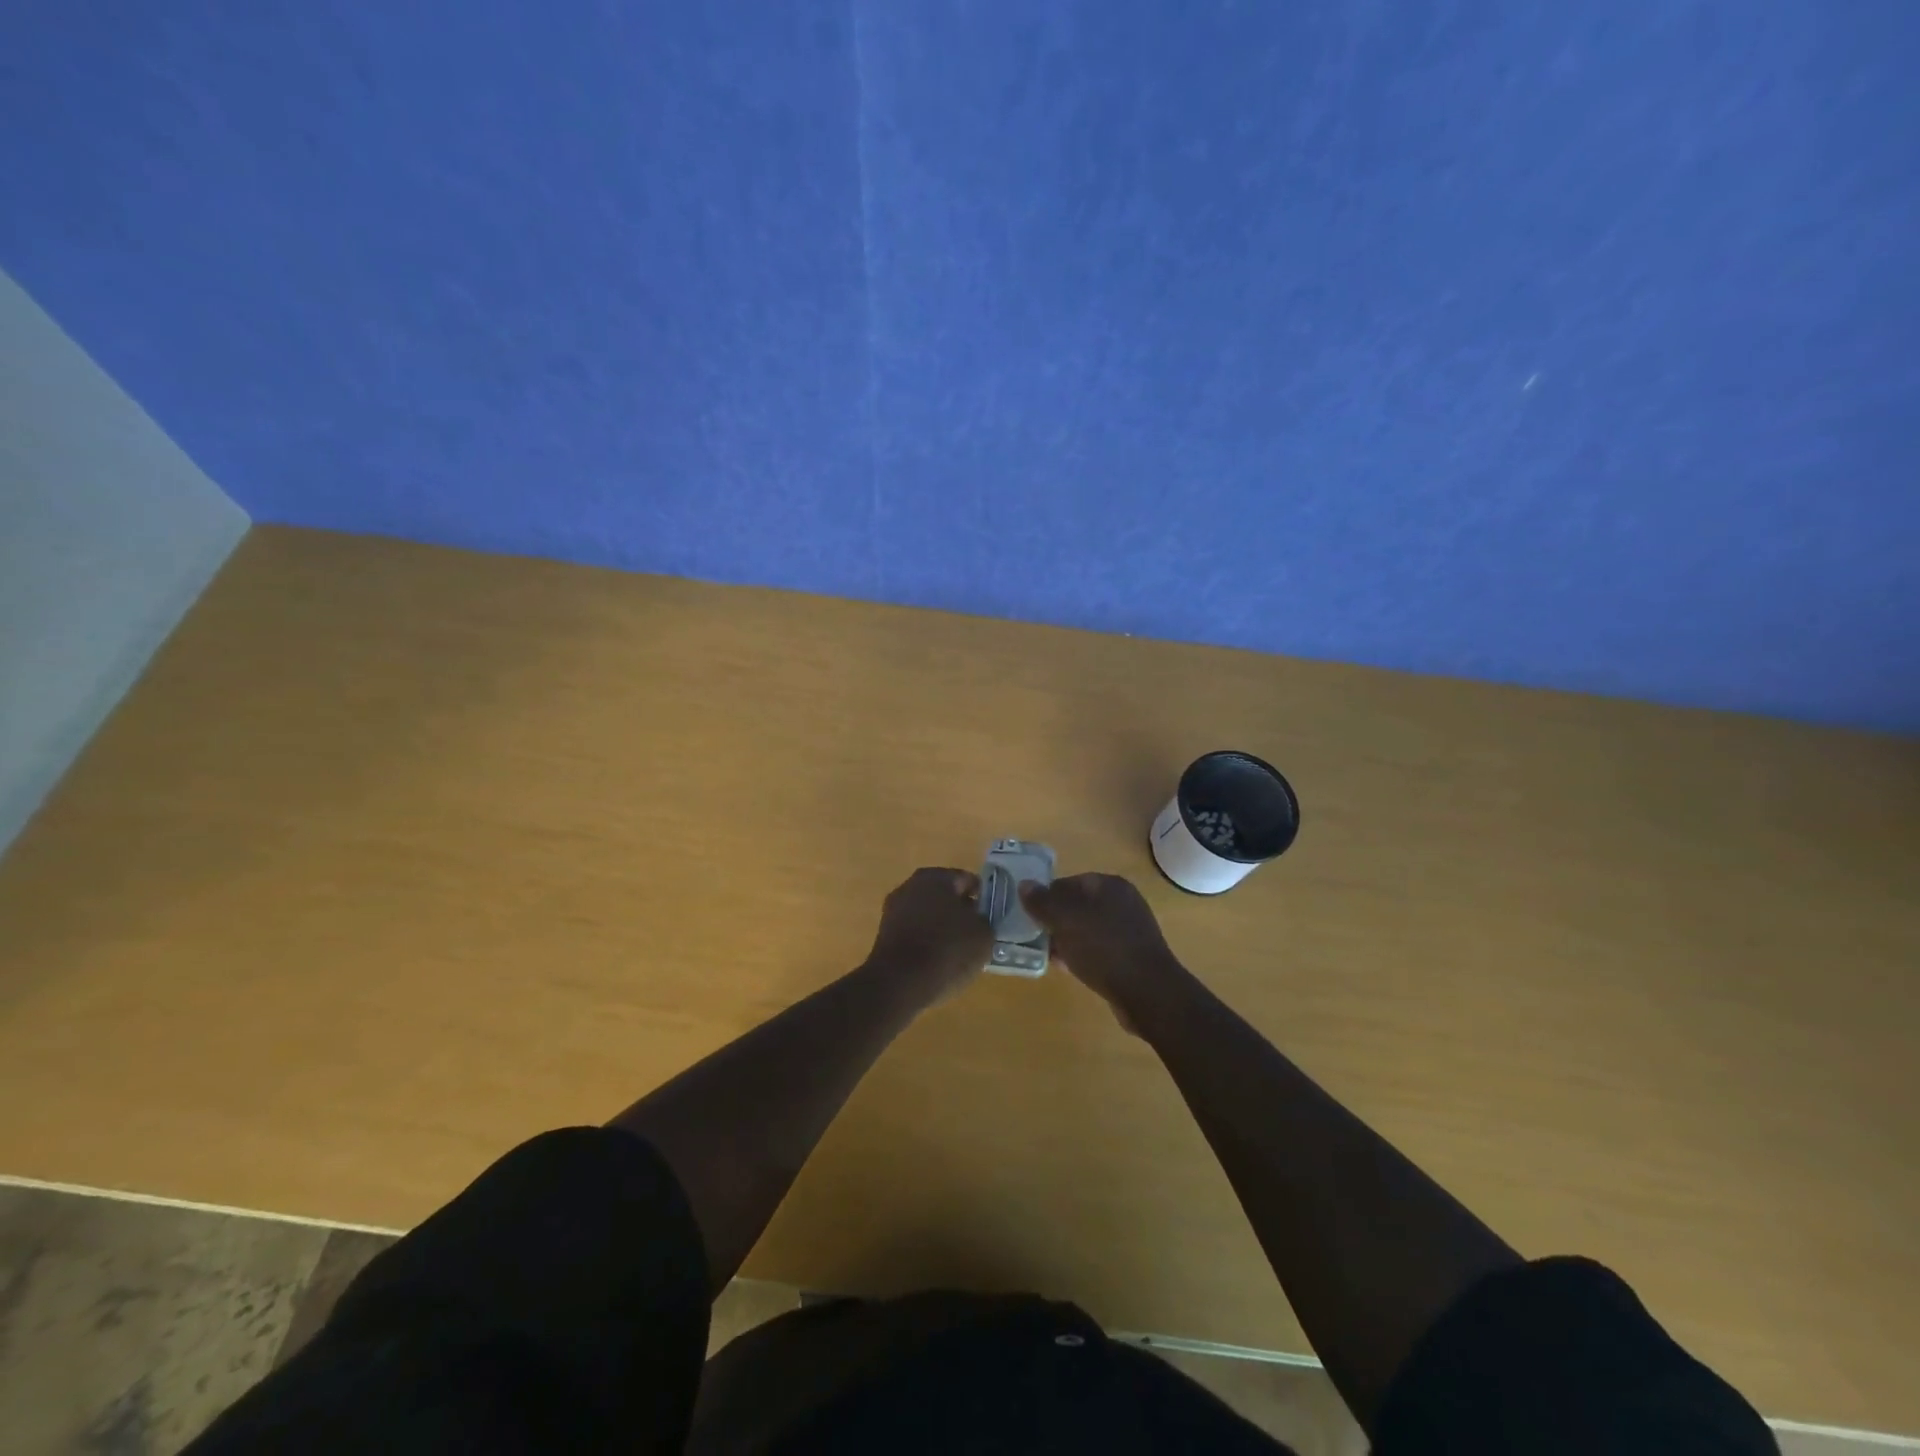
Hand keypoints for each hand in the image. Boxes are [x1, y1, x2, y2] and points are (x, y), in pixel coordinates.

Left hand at [862, 867, 993, 1003]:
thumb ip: (983, 921)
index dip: (982, 898)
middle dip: (960, 912)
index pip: (967, 880)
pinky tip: (938, 963)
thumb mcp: (983, 935)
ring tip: (959, 952)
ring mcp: (893, 910)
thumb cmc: (947, 949)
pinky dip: (926, 943)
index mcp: (936, 877)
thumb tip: (976, 920)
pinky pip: (914, 934)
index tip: (991, 917)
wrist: (900, 983)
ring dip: (942, 928)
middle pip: (944, 896)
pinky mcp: (884, 935)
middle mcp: (911, 886)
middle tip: (976, 934)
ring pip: (928, 915)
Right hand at [1018, 873, 1181, 1033]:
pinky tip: (1068, 969)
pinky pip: (1099, 949)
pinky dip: (1082, 955)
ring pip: (1088, 929)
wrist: (1147, 993)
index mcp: (1110, 885)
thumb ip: (1042, 902)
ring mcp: (1130, 930)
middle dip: (1056, 920)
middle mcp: (1123, 902)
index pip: (1070, 882)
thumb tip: (1024, 885)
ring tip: (1048, 955)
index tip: (1031, 916)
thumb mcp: (1065, 920)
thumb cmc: (1103, 948)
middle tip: (1036, 936)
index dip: (1048, 896)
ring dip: (1067, 939)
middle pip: (1079, 906)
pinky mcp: (1132, 956)